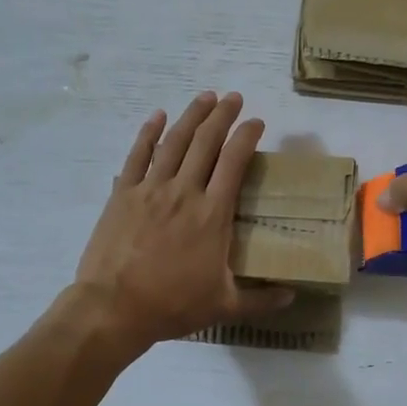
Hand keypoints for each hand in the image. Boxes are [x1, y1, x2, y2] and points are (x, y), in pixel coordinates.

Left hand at [73, 91, 293, 349]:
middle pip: (206, 142)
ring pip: (174, 141)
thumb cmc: (173, 305)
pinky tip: (158, 117)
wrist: (114, 308)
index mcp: (213, 213)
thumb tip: (292, 296)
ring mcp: (150, 189)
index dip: (247, 136)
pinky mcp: (123, 194)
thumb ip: (261, 300)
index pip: (235, 161)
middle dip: (223, 115)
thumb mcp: (224, 306)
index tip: (257, 122)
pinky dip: (149, 133)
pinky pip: (138, 155)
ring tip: (205, 97)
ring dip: (192, 116)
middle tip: (234, 98)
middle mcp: (184, 191)